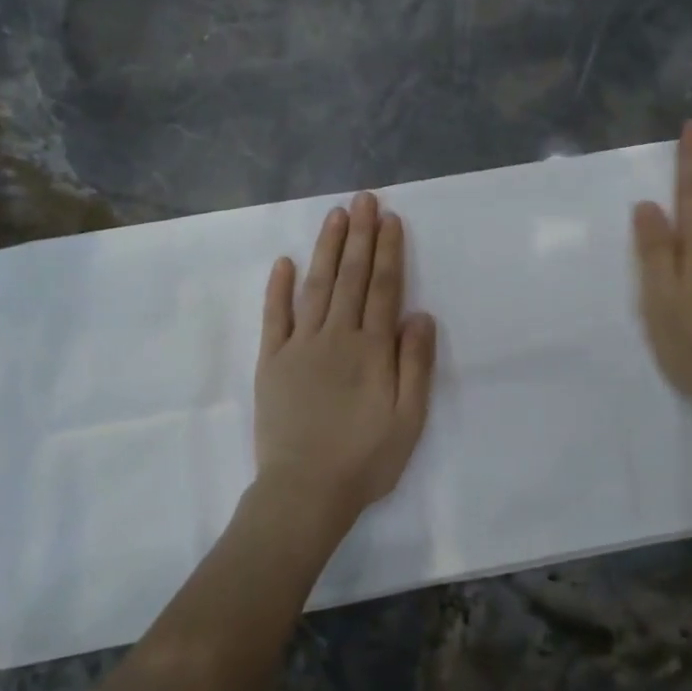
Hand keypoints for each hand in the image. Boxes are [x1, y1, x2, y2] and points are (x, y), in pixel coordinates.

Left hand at [254, 192, 437, 527]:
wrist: (304, 492)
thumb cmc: (365, 459)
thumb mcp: (409, 418)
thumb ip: (415, 363)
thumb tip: (420, 314)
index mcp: (371, 349)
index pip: (384, 288)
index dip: (388, 251)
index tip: (390, 219)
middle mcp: (335, 336)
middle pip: (351, 277)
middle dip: (360, 236)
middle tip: (364, 199)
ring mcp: (299, 346)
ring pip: (316, 286)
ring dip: (327, 249)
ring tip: (336, 216)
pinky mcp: (271, 361)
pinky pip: (274, 317)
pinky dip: (278, 288)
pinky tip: (284, 261)